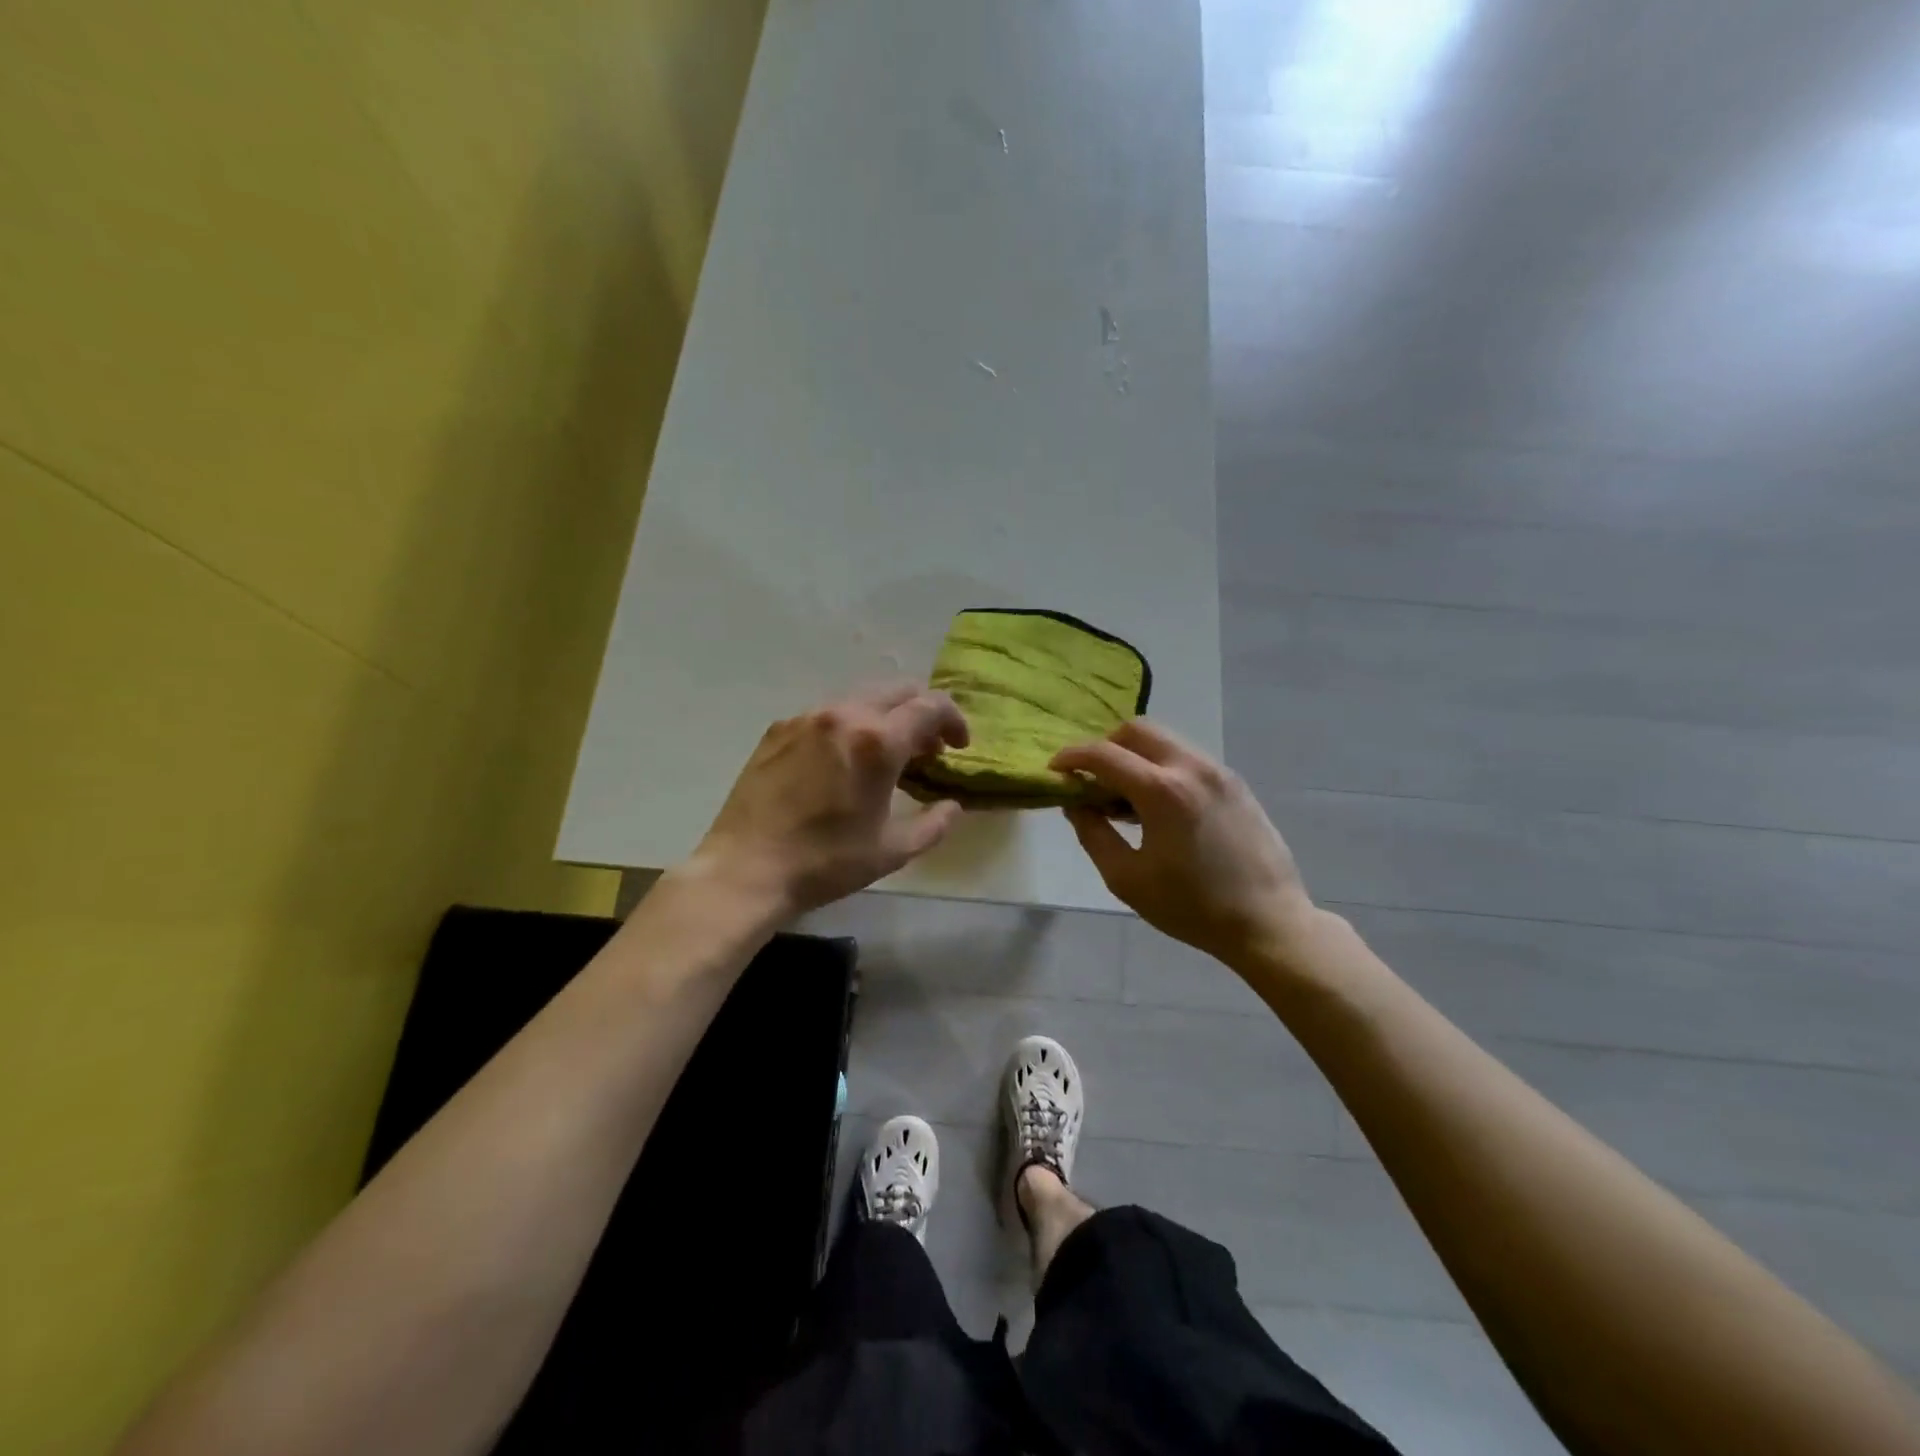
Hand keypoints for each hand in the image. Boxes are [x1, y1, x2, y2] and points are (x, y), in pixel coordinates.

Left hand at [691, 684, 969, 916]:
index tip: (958, 747)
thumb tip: (953, 806)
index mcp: (877, 741)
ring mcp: (807, 718)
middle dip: (922, 713)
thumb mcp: (892, 851)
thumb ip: (934, 824)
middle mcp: (844, 715)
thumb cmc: (825, 862)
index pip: (931, 706)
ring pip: (861, 698)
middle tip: (927, 750)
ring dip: (885, 718)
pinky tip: (841, 762)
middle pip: (898, 690)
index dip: (954, 721)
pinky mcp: (779, 729)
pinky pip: (828, 713)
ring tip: (885, 756)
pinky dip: (849, 726)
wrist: (745, 868)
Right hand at [1052, 720, 1315, 969]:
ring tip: (1126, 801)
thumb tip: (1076, 803)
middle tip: (1093, 781)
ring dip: (1135, 757)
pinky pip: (1187, 758)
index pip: (1104, 754)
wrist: (1267, 922)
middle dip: (1106, 746)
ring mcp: (1218, 771)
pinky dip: (1161, 767)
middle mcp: (1191, 767)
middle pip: (1136, 729)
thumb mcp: (1127, 878)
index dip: (1072, 757)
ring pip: (1164, 741)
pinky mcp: (1234, 783)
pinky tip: (1159, 808)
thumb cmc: (1191, 907)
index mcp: (1162, 791)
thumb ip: (1092, 834)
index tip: (1055, 769)